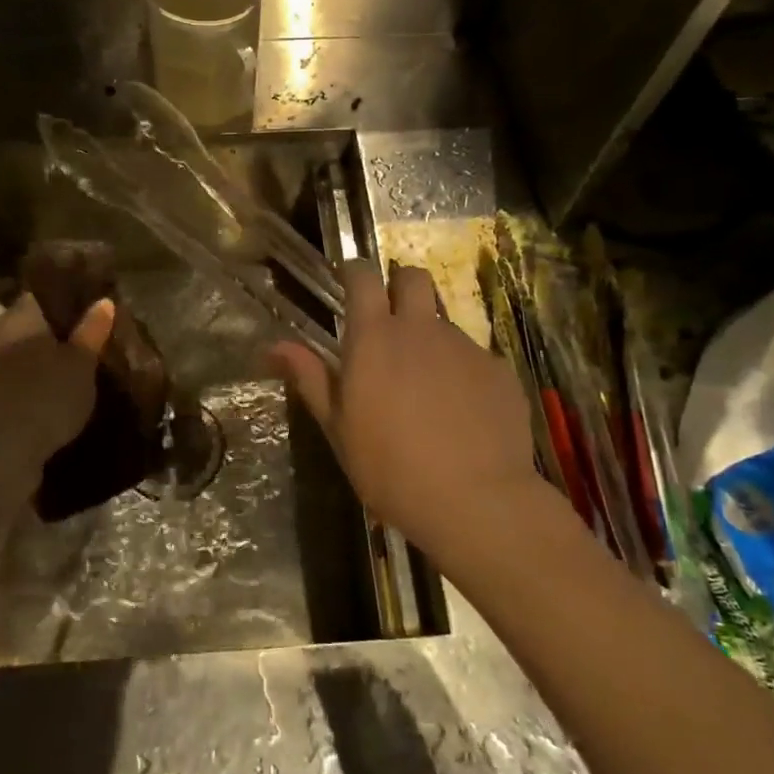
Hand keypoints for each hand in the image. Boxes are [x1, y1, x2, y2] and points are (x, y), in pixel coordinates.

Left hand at [0, 293, 114, 534]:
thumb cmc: (43, 401)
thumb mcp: (80, 365)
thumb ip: (92, 331)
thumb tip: (103, 301)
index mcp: (18, 319)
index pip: (43, 294)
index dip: (70, 297)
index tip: (95, 305)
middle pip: (34, 325)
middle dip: (62, 332)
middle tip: (97, 339)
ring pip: (26, 356)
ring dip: (50, 362)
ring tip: (84, 369)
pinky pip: (19, 382)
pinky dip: (39, 385)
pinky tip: (61, 397)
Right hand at [271, 260, 538, 561]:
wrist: (476, 501)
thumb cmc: (390, 468)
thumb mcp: (339, 428)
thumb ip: (310, 378)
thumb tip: (274, 345)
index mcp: (375, 337)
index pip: (362, 276)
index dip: (354, 272)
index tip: (349, 283)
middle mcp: (422, 329)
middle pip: (413, 278)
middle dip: (401, 287)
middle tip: (392, 322)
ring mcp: (465, 347)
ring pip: (444, 323)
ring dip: (431, 340)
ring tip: (428, 389)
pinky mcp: (499, 370)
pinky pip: (476, 359)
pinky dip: (464, 375)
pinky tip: (463, 414)